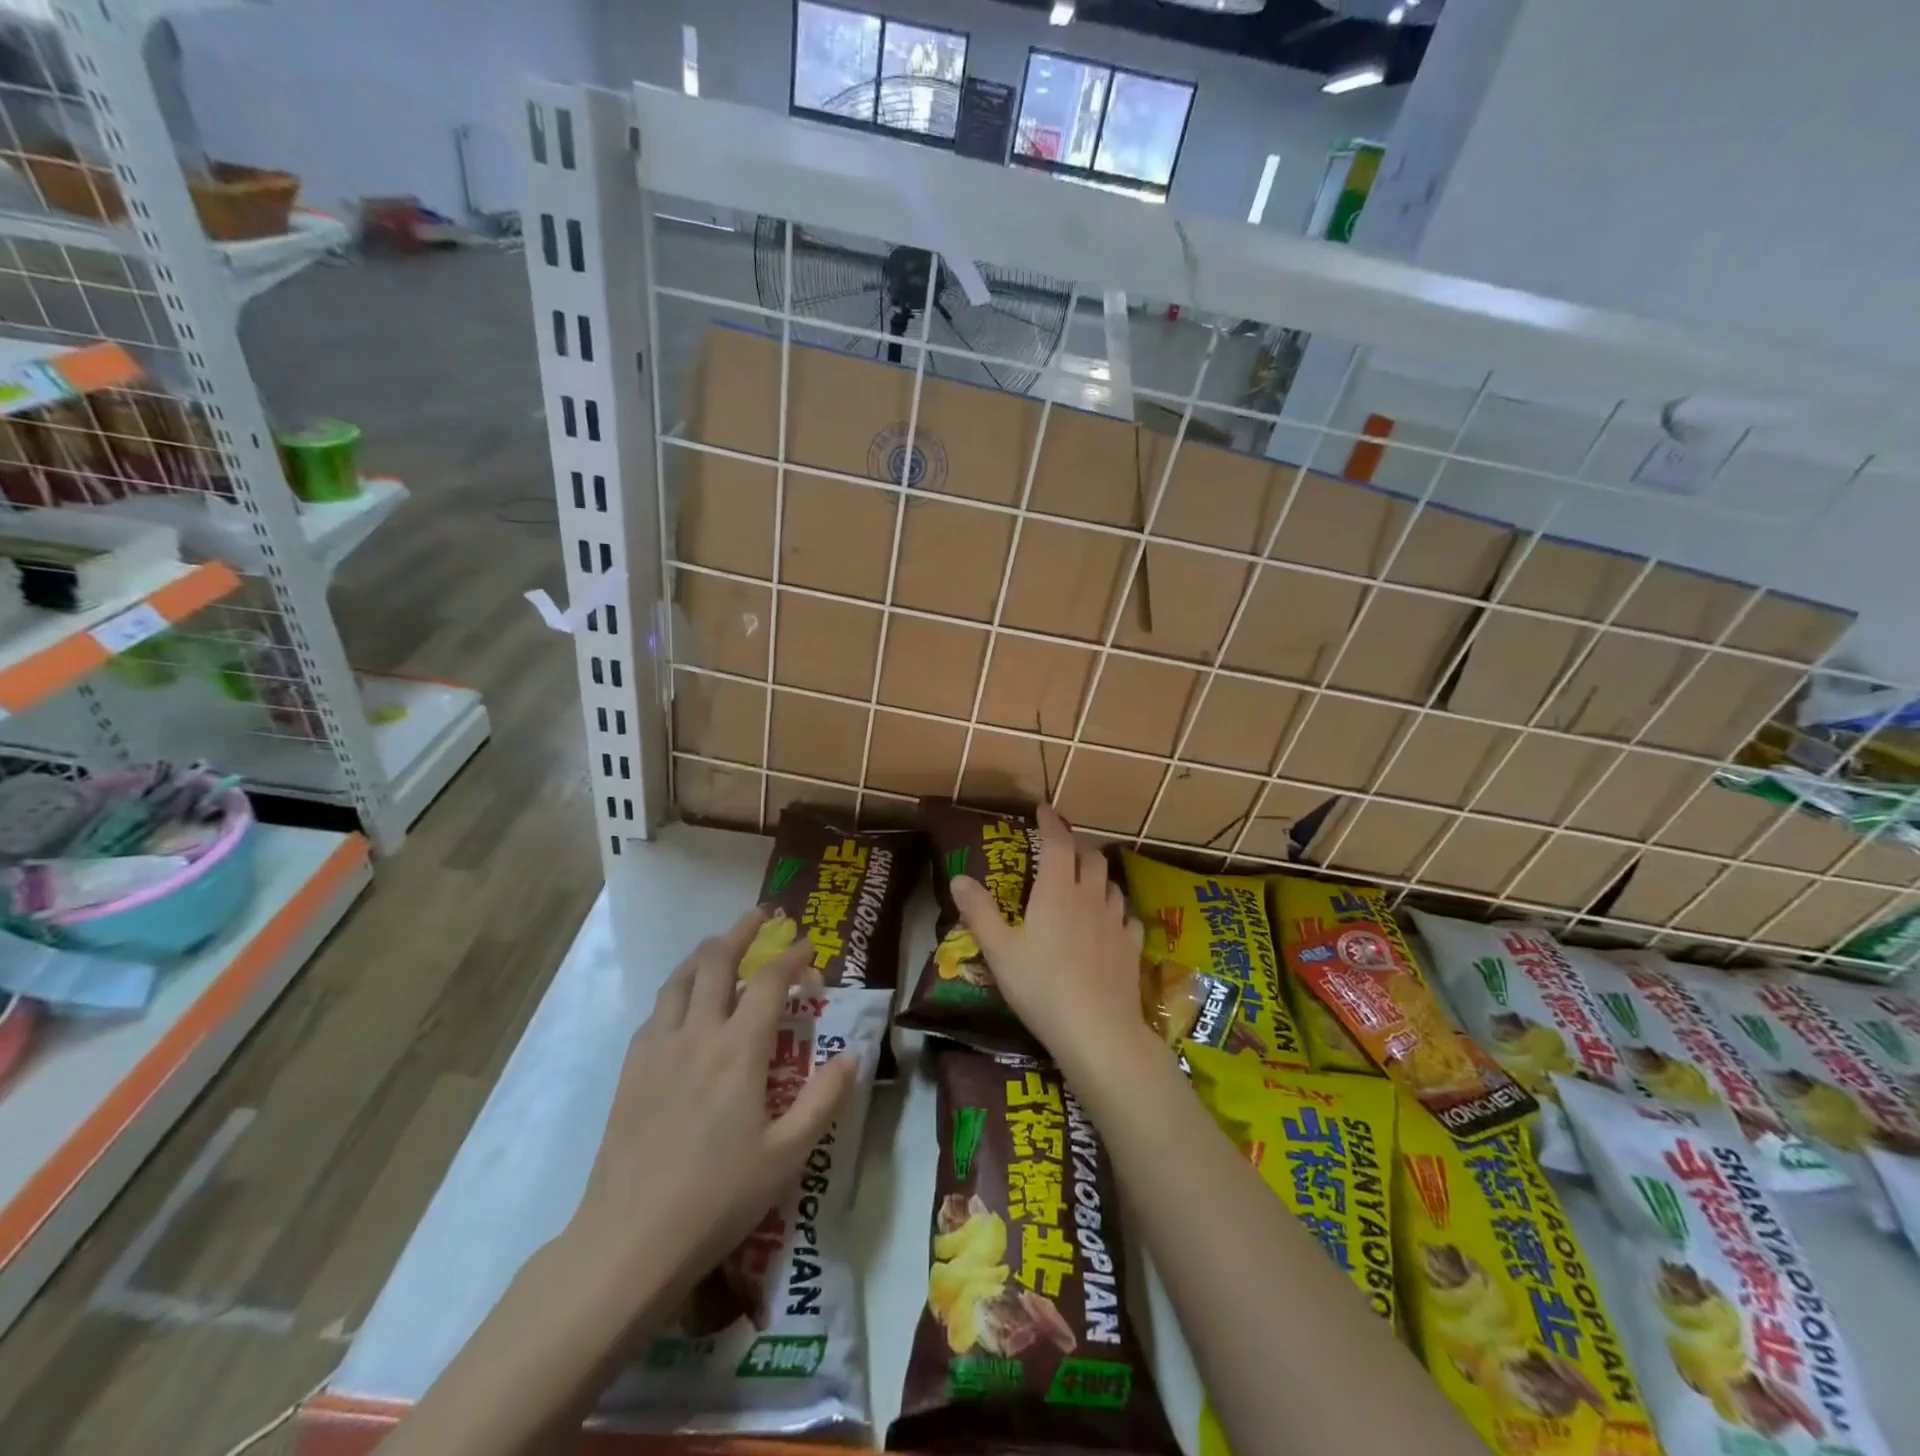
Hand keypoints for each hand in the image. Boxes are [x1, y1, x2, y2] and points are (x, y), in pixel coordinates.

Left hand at [562, 909, 855, 1305]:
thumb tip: (852, 1055)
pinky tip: (683, 1004)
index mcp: (738, 1050)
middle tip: (761, 916)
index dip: (792, 956)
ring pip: (679, 979)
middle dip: (741, 932)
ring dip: (704, 953)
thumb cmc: (717, 1198)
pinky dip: (677, 990)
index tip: (808, 946)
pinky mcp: (631, 1070)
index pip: (770, 982)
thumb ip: (824, 1099)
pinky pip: (656, 1011)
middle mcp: (697, 1034)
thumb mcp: (787, 1155)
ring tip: (721, 944)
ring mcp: (657, 1049)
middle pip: (716, 962)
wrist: (629, 1241)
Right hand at [950, 805, 1159, 1082]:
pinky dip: (1117, 911)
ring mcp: (1116, 922)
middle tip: (1061, 852)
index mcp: (1057, 891)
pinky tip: (1111, 924)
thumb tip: (958, 878)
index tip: (1044, 811)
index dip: (1051, 823)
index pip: (1057, 843)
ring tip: (1086, 885)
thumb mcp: (999, 951)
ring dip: (1098, 877)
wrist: (1097, 1031)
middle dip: (1076, 848)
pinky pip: (1128, 917)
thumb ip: (979, 912)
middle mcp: (1090, 897)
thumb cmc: (1041, 986)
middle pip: (1090, 858)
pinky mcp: (1132, 948)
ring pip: (1112, 884)